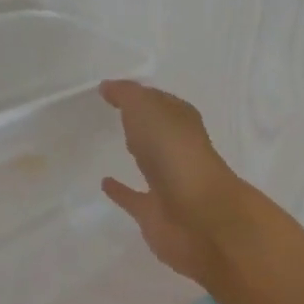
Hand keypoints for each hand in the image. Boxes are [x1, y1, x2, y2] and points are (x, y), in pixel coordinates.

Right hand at [100, 79, 251, 283]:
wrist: (198, 217)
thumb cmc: (175, 154)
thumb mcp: (148, 110)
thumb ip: (128, 96)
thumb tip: (109, 86)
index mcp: (182, 123)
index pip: (161, 103)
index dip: (141, 95)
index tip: (116, 90)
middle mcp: (179, 151)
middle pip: (159, 132)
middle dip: (143, 123)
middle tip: (116, 114)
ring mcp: (170, 184)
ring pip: (151, 164)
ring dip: (138, 154)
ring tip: (109, 144)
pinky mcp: (156, 214)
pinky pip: (135, 198)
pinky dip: (121, 191)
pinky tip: (104, 183)